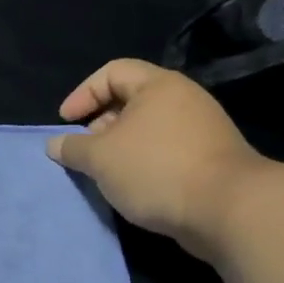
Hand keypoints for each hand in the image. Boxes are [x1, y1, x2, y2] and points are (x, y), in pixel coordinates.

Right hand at [46, 59, 267, 260]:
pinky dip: (143, 162)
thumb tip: (55, 144)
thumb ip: (72, 147)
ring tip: (106, 172)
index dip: (83, 93)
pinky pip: (166, 150)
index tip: (65, 122)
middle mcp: (184, 99)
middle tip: (85, 149)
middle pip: (131, 99)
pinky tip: (134, 186)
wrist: (228, 210)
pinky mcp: (211, 159)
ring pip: (148, 128)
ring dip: (121, 147)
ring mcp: (202, 129)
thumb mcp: (100, 158)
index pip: (112, 72)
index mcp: (159, 86)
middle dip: (100, 122)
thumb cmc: (156, 169)